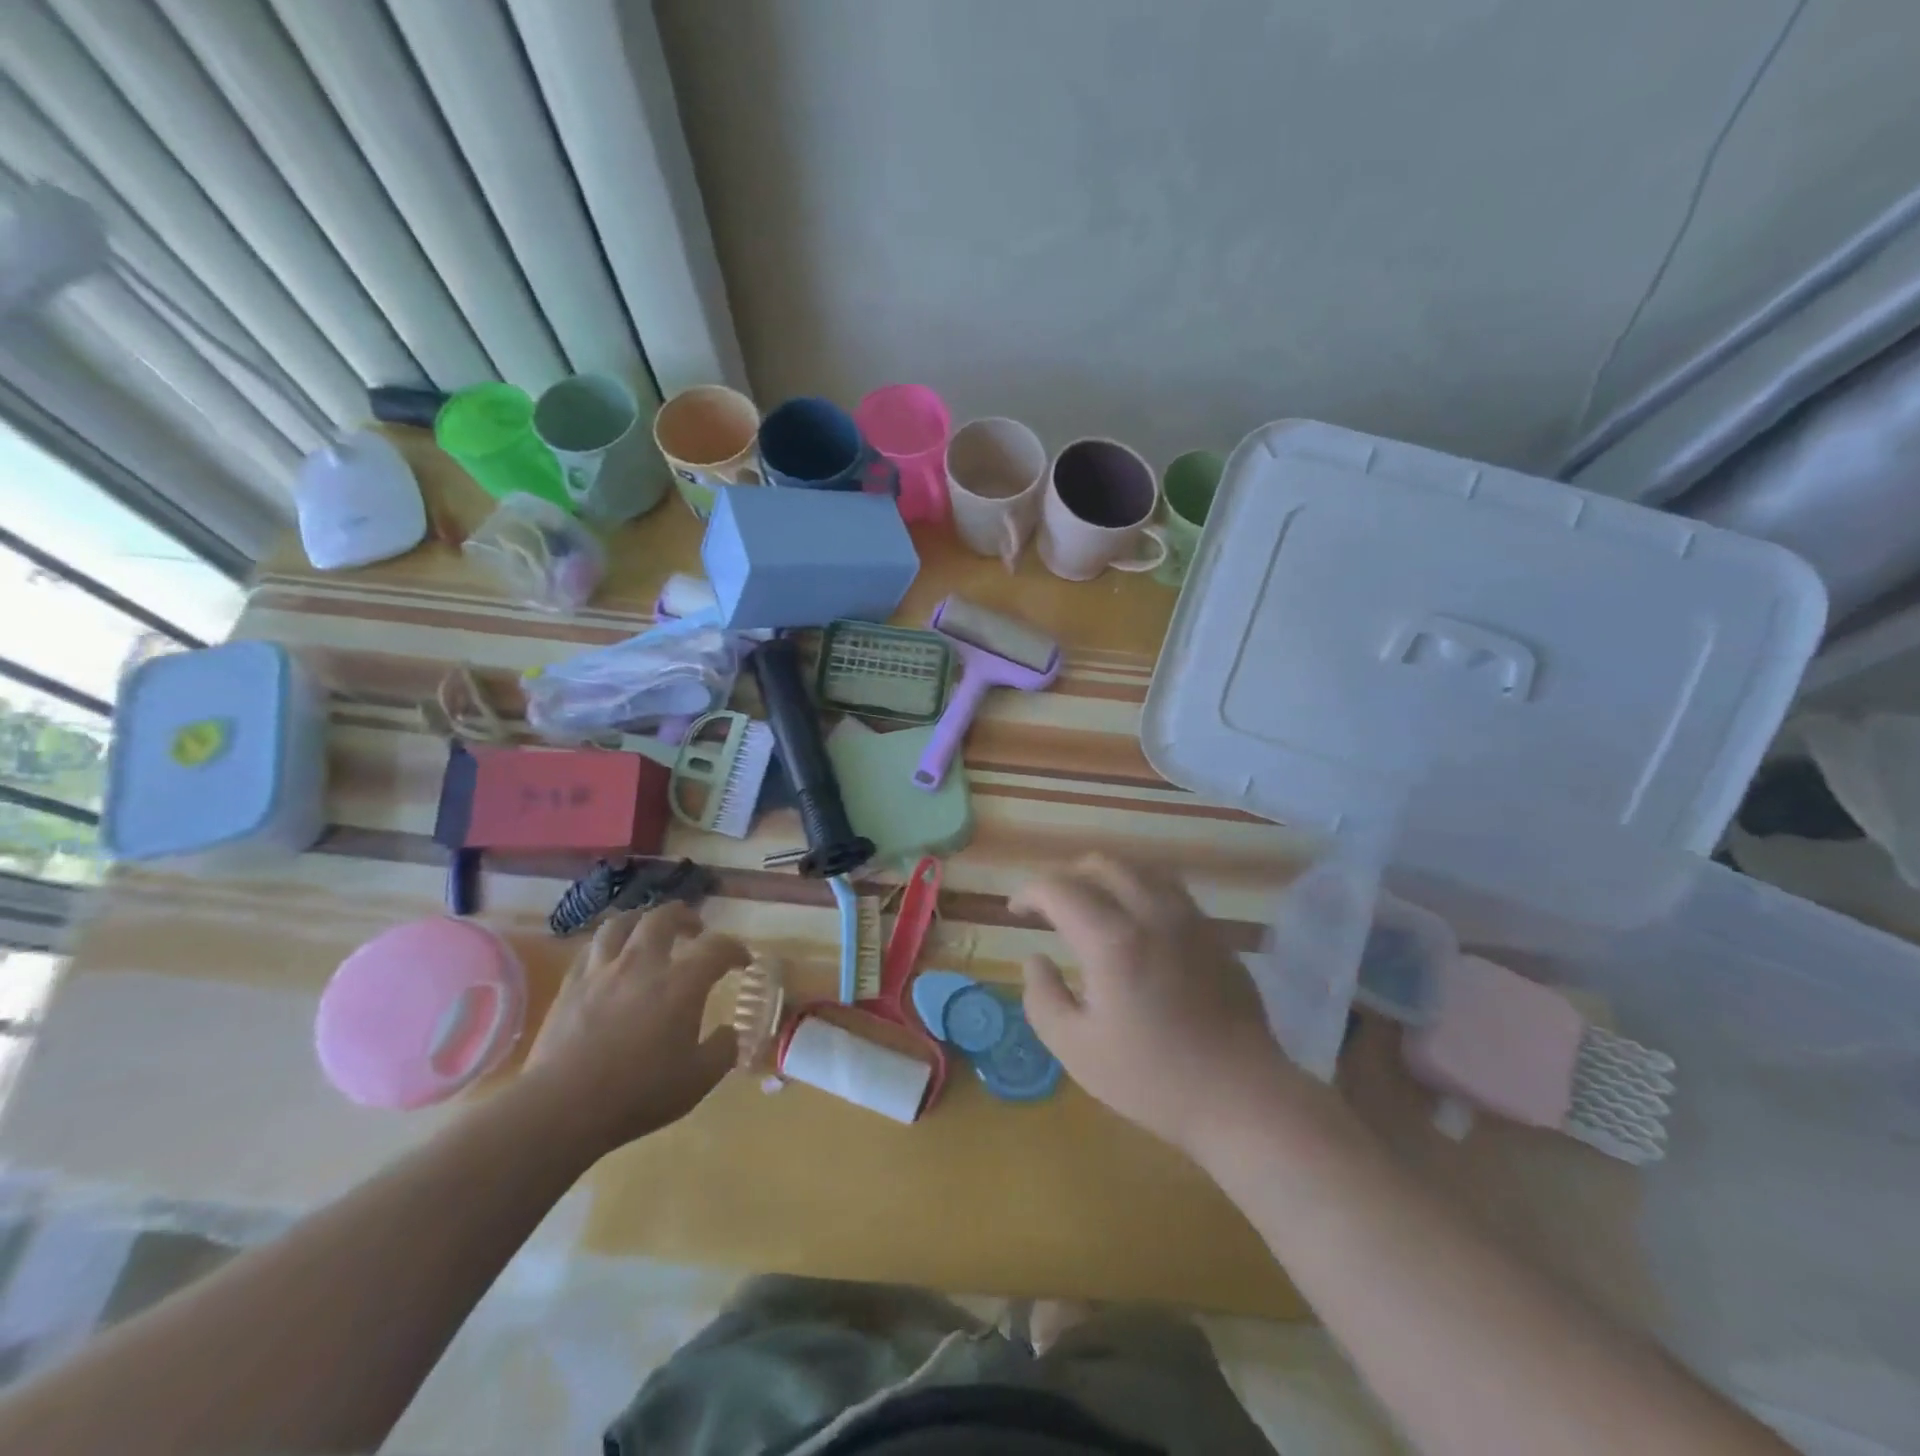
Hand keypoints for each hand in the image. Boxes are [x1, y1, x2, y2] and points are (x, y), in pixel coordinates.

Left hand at [522, 903, 745, 1156]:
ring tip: (649, 932)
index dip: (735, 950)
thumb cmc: (638, 1094)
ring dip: (641, 921)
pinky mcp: (570, 987)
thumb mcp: (698, 1079)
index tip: (743, 962)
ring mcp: (602, 972)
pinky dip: (607, 946)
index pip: (717, 947)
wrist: (562, 1108)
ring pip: (621, 923)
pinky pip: (590, 949)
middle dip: (685, 917)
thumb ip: (723, 1050)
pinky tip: (610, 960)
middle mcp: (643, 964)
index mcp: (681, 983)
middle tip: (695, 930)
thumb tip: (730, 1032)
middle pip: (664, 917)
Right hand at [1013, 855, 1290, 1153]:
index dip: (1029, 892)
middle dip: (1065, 877)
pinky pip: (1169, 889)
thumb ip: (1042, 997)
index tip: (1015, 911)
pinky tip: (1135, 923)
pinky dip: (1139, 890)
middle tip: (1048, 906)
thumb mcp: (1076, 1049)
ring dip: (1104, 877)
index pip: (1059, 888)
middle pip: (1101, 865)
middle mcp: (1151, 913)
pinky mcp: (1213, 933)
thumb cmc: (1152, 1079)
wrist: (1242, 1097)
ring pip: (1140, 869)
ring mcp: (1189, 919)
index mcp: (1112, 939)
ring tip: (1090, 905)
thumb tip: (1035, 959)